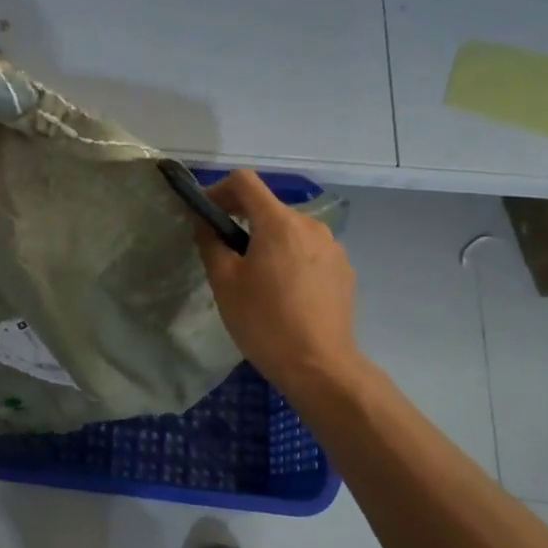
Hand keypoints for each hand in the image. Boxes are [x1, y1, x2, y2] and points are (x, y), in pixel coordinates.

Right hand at [193, 170, 364, 394]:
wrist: (318, 366)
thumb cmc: (264, 321)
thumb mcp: (224, 281)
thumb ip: (211, 241)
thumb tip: (204, 221)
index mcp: (279, 222)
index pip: (245, 181)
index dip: (218, 189)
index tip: (205, 215)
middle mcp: (311, 225)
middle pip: (268, 206)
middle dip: (242, 219)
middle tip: (222, 251)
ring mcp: (332, 247)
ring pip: (289, 230)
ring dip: (266, 240)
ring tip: (253, 277)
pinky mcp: (343, 270)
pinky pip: (308, 251)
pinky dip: (289, 258)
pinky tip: (282, 292)